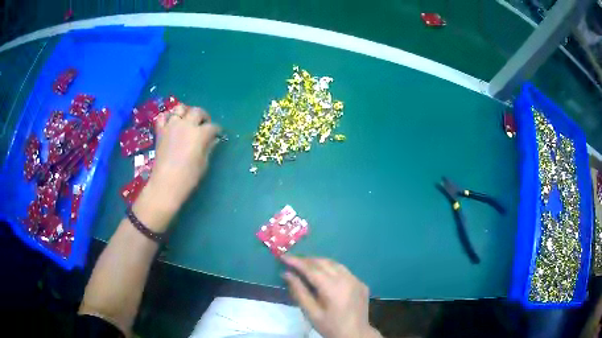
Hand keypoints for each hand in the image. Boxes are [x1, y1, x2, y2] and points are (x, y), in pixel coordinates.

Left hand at [133, 104, 219, 231]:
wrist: (166, 183)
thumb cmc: (188, 177)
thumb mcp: (203, 163)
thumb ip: (208, 148)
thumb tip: (213, 140)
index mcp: (200, 134)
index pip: (213, 126)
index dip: (217, 130)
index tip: (218, 134)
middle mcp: (186, 125)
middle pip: (197, 111)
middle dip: (203, 116)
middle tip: (204, 124)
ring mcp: (172, 126)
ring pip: (179, 109)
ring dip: (185, 112)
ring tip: (187, 120)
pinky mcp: (160, 131)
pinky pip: (162, 117)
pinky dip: (167, 117)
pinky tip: (171, 123)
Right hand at [281, 256, 381, 337]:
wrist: (356, 334)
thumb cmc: (330, 326)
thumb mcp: (311, 313)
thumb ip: (299, 292)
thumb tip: (286, 274)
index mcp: (333, 288)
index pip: (311, 269)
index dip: (296, 261)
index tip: (283, 256)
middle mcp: (346, 279)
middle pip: (323, 262)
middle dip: (306, 260)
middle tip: (292, 262)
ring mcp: (356, 279)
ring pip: (335, 264)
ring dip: (319, 262)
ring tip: (305, 266)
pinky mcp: (361, 283)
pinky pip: (344, 271)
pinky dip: (331, 269)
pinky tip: (325, 275)